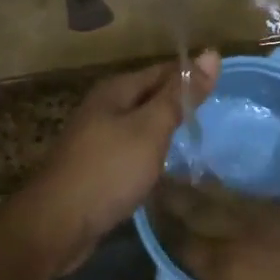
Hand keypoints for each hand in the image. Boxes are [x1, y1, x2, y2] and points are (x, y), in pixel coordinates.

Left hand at [15, 50, 219, 274]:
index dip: (192, 76)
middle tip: (217, 116)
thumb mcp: (150, 129)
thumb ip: (180, 95)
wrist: (56, 225)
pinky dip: (151, 153)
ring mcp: (96, 137)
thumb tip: (212, 54)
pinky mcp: (96, 166)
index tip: (223, 89)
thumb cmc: (108, 170)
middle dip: (180, 103)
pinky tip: (166, 167)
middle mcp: (104, 106)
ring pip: (141, 124)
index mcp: (116, 89)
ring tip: (198, 140)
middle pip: (151, 96)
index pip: (163, 71)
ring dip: (166, 130)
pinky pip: (131, 149)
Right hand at [151, 178, 279, 279]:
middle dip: (180, 195)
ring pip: (241, 200)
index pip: (185, 241)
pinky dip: (254, 204)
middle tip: (160, 181)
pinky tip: (251, 206)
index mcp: (232, 270)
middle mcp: (254, 231)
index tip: (148, 206)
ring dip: (215, 194)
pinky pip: (275, 203)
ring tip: (197, 185)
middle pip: (206, 207)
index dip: (164, 225)